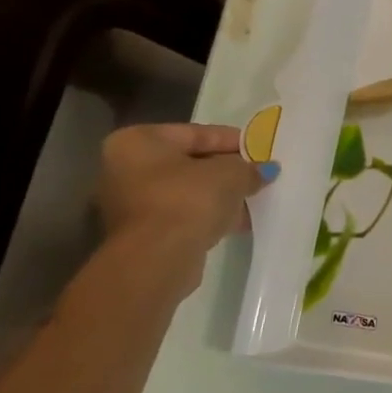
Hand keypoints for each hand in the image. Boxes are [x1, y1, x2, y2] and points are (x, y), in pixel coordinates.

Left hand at [98, 124, 266, 269]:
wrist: (157, 259)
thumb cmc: (188, 200)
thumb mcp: (231, 175)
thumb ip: (250, 168)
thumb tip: (265, 170)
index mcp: (138, 141)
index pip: (196, 133)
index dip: (233, 140)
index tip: (260, 149)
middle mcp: (126, 168)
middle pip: (190, 162)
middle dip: (227, 170)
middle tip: (259, 174)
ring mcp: (131, 202)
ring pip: (188, 191)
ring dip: (221, 195)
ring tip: (254, 199)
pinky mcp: (143, 233)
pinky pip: (184, 214)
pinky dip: (209, 215)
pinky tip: (238, 221)